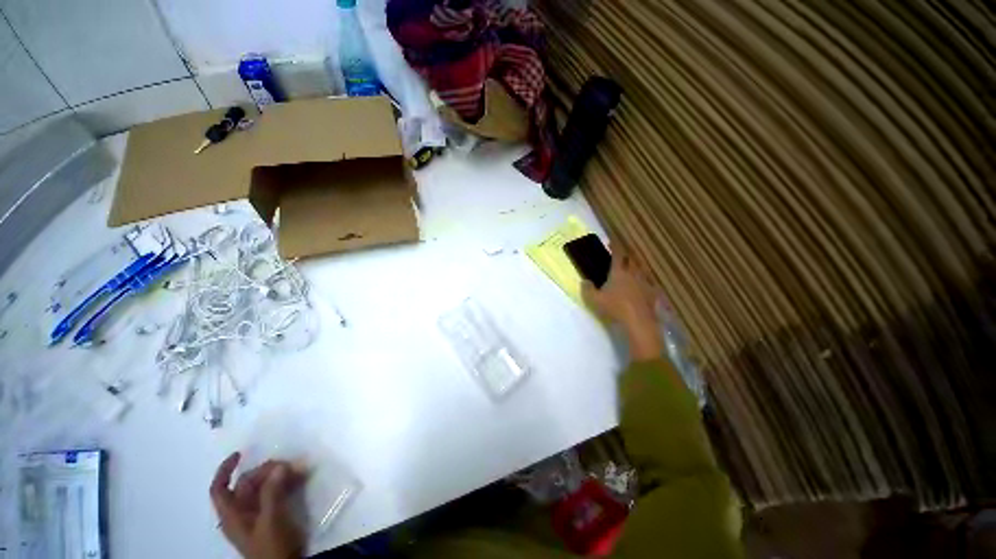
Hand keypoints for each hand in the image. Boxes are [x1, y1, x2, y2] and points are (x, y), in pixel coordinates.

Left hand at [211, 452, 305, 558]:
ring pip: (263, 488)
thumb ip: (272, 492)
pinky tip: (300, 479)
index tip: (241, 454)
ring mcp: (256, 516)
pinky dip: (285, 484)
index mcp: (232, 516)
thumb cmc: (272, 547)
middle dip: (265, 471)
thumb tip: (279, 466)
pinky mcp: (271, 518)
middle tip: (287, 464)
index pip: (219, 489)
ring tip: (298, 470)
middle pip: (246, 485)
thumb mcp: (271, 519)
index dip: (225, 470)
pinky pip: (275, 494)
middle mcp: (241, 514)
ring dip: (279, 476)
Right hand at [582, 253, 663, 361]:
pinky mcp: (652, 293)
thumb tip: (584, 281)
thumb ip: (587, 289)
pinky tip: (641, 286)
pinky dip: (643, 281)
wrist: (638, 322)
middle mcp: (633, 274)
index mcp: (619, 272)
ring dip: (635, 266)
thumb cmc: (614, 308)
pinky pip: (648, 282)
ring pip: (641, 269)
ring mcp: (645, 283)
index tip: (611, 241)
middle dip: (626, 254)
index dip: (615, 246)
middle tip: (620, 254)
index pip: (618, 254)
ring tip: (631, 268)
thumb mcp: (594, 300)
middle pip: (632, 259)